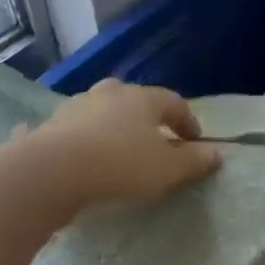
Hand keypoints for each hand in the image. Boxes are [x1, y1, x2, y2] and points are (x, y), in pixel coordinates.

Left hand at [26, 78, 220, 209]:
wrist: (52, 171)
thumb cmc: (121, 165)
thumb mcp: (167, 169)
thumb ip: (193, 161)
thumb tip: (215, 153)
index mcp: (143, 98)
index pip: (175, 103)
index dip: (188, 122)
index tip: (195, 142)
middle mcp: (109, 93)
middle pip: (135, 100)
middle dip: (147, 118)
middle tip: (155, 140)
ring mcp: (75, 106)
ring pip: (100, 111)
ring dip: (111, 125)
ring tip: (117, 149)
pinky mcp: (48, 125)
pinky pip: (68, 129)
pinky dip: (74, 136)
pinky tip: (72, 150)